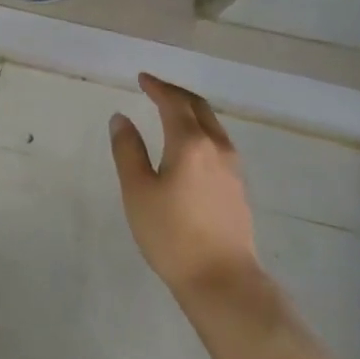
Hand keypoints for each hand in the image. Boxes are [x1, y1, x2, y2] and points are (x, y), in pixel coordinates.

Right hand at [110, 73, 261, 296]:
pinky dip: (201, 130)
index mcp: (190, 143)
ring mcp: (233, 167)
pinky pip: (218, 142)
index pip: (173, 103)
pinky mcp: (238, 186)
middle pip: (198, 107)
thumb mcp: (138, 191)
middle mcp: (217, 146)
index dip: (157, 87)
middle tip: (155, 89)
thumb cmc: (172, 235)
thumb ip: (127, 150)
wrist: (222, 280)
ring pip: (212, 124)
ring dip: (191, 111)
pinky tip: (190, 145)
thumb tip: (121, 118)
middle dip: (176, 94)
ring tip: (171, 112)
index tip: (142, 78)